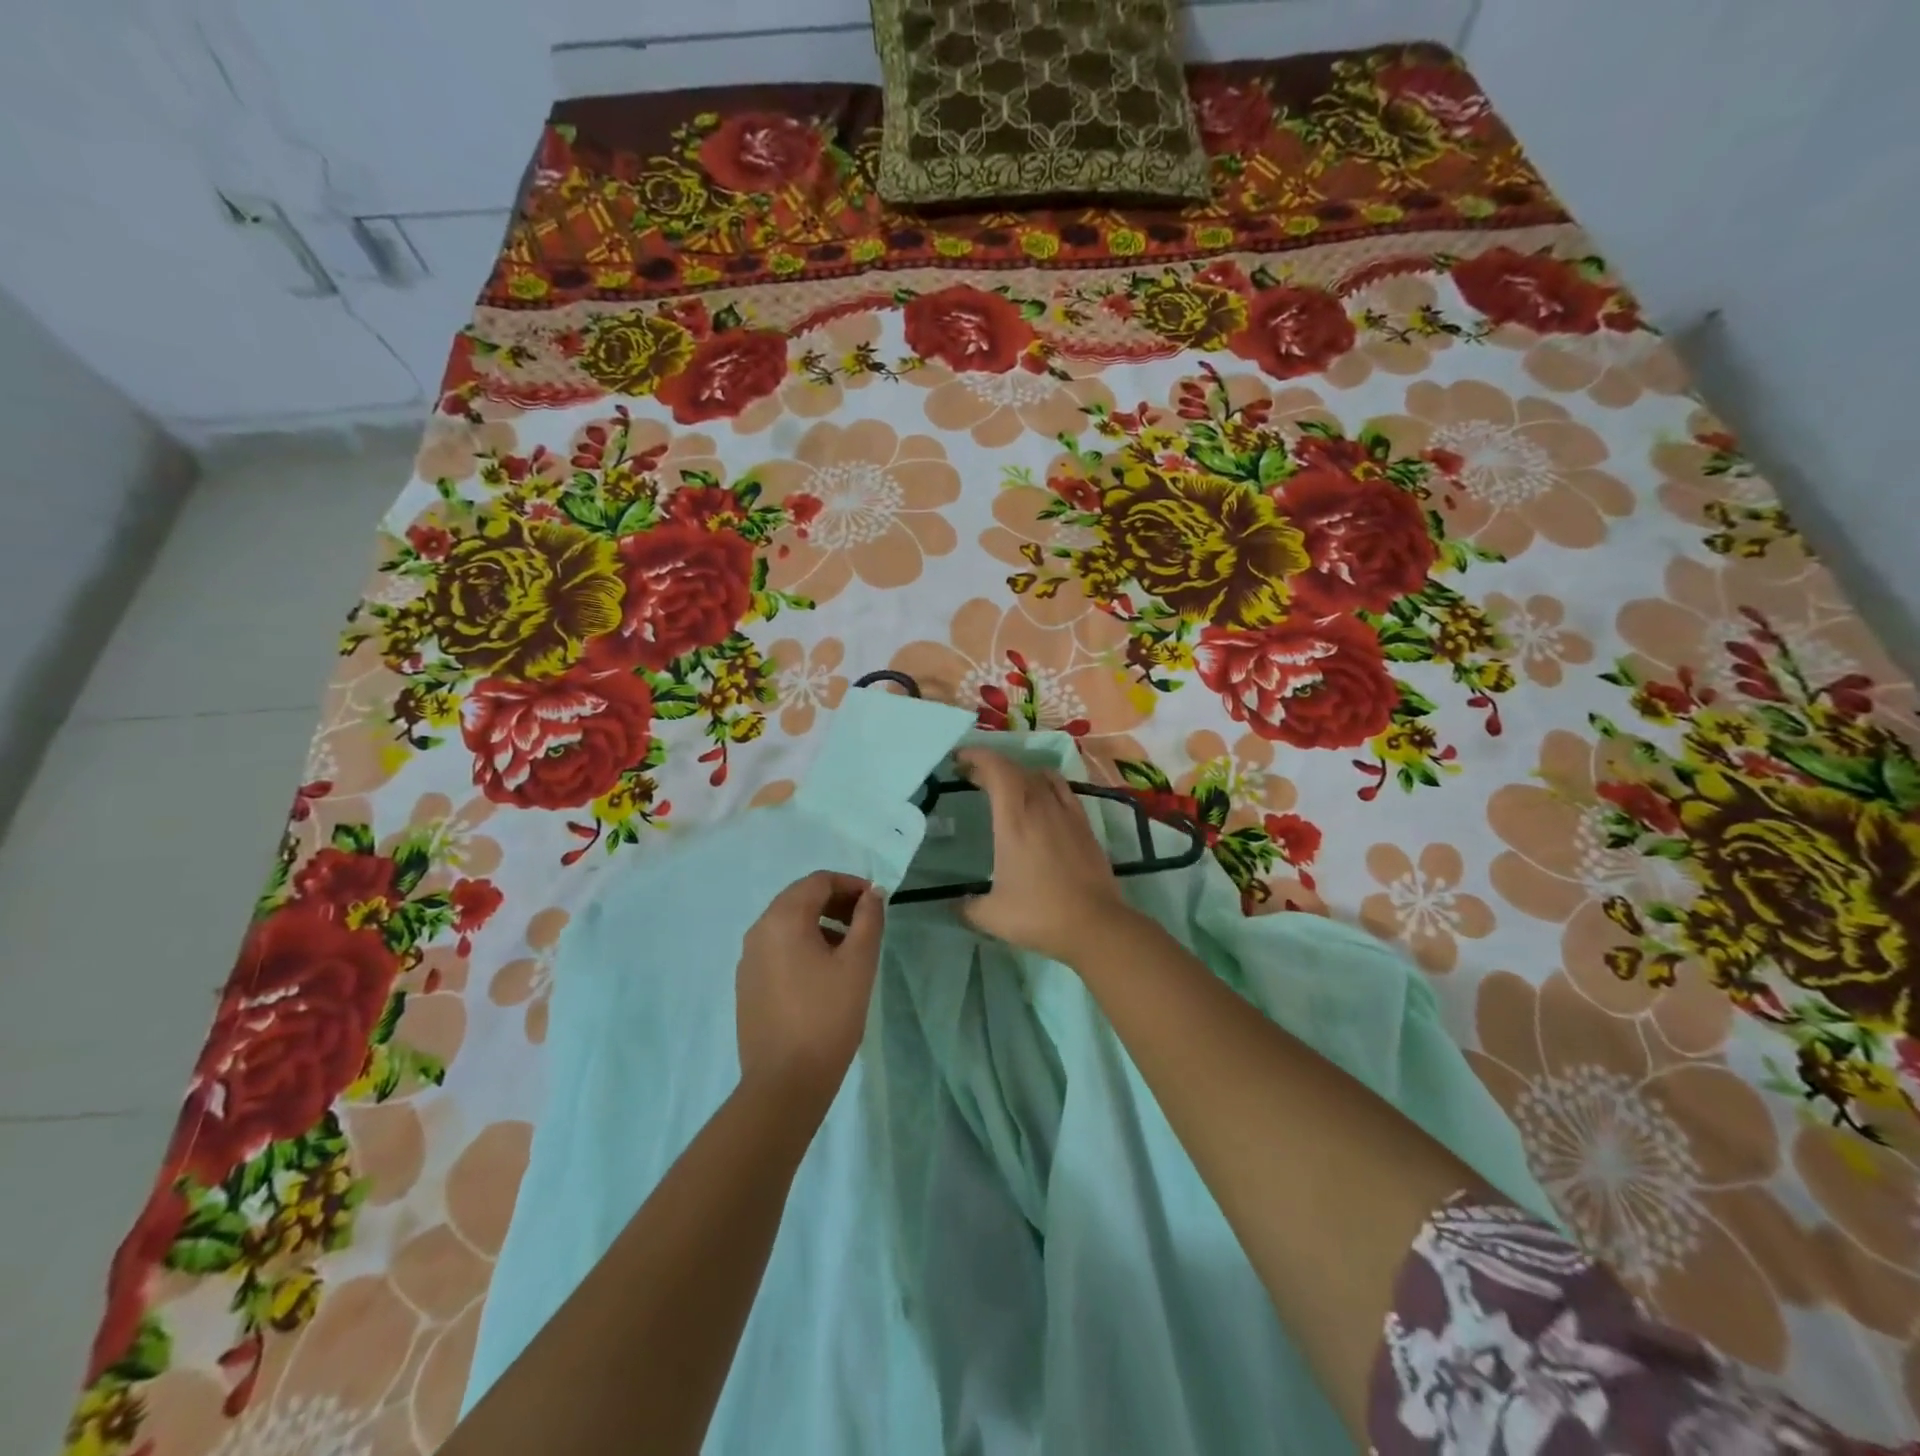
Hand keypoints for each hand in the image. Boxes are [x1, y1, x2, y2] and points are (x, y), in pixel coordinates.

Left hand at [735, 871, 884, 1104]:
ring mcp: (748, 959)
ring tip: (849, 949)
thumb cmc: (827, 1016)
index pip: (818, 881)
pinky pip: (777, 948)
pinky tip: (823, 974)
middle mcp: (759, 931)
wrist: (785, 1082)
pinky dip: (803, 945)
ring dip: (820, 923)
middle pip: (800, 898)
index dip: (851, 884)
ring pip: (787, 924)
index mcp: (783, 919)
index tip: (876, 903)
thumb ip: (868, 919)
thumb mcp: (858, 963)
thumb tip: (872, 894)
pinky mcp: (747, 984)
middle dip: (835, 902)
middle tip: (866, 921)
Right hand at [955, 747, 1133, 962]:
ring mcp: (1067, 812)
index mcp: (1014, 819)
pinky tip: (1041, 801)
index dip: (977, 756)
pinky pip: (1062, 789)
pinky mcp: (1085, 824)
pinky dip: (1045, 784)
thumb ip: (966, 906)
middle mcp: (1040, 806)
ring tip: (1006, 787)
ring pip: (1040, 775)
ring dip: (1019, 774)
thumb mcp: (990, 916)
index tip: (959, 758)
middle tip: (972, 776)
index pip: (996, 769)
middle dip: (991, 766)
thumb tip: (953, 904)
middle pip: (1015, 769)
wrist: (1095, 925)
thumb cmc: (1039, 915)